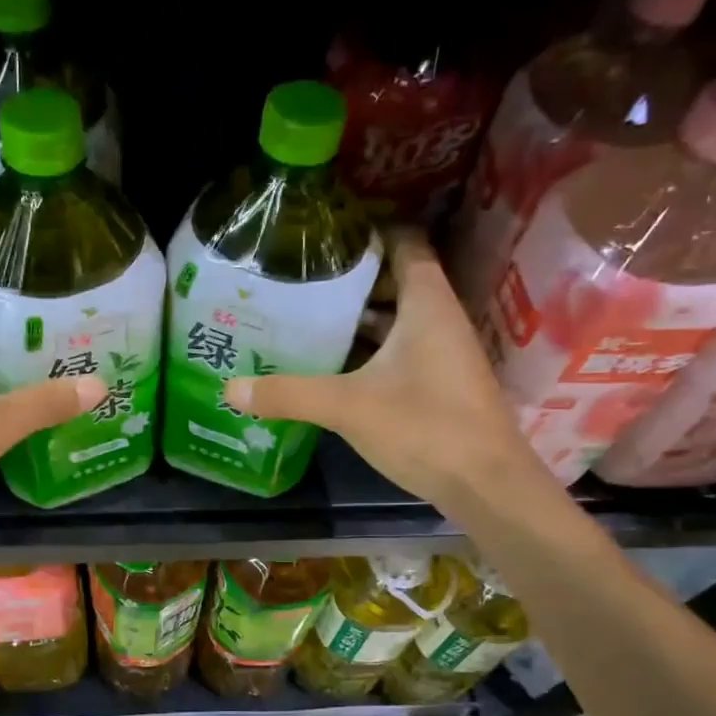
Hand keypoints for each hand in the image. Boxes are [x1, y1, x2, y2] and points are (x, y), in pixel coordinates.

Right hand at [224, 227, 544, 515]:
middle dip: (351, 277)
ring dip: (358, 317)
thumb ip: (289, 394)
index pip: (404, 242)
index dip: (368, 231)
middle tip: (300, 278)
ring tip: (306, 315)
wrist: (486, 484)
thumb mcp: (348, 407)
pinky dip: (368, 349)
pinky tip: (333, 364)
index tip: (324, 234)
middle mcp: (438, 319)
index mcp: (426, 304)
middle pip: (396, 280)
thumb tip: (229, 389)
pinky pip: (399, 349)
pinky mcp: (438, 384)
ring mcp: (442, 353)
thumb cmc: (425, 428)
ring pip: (396, 319)